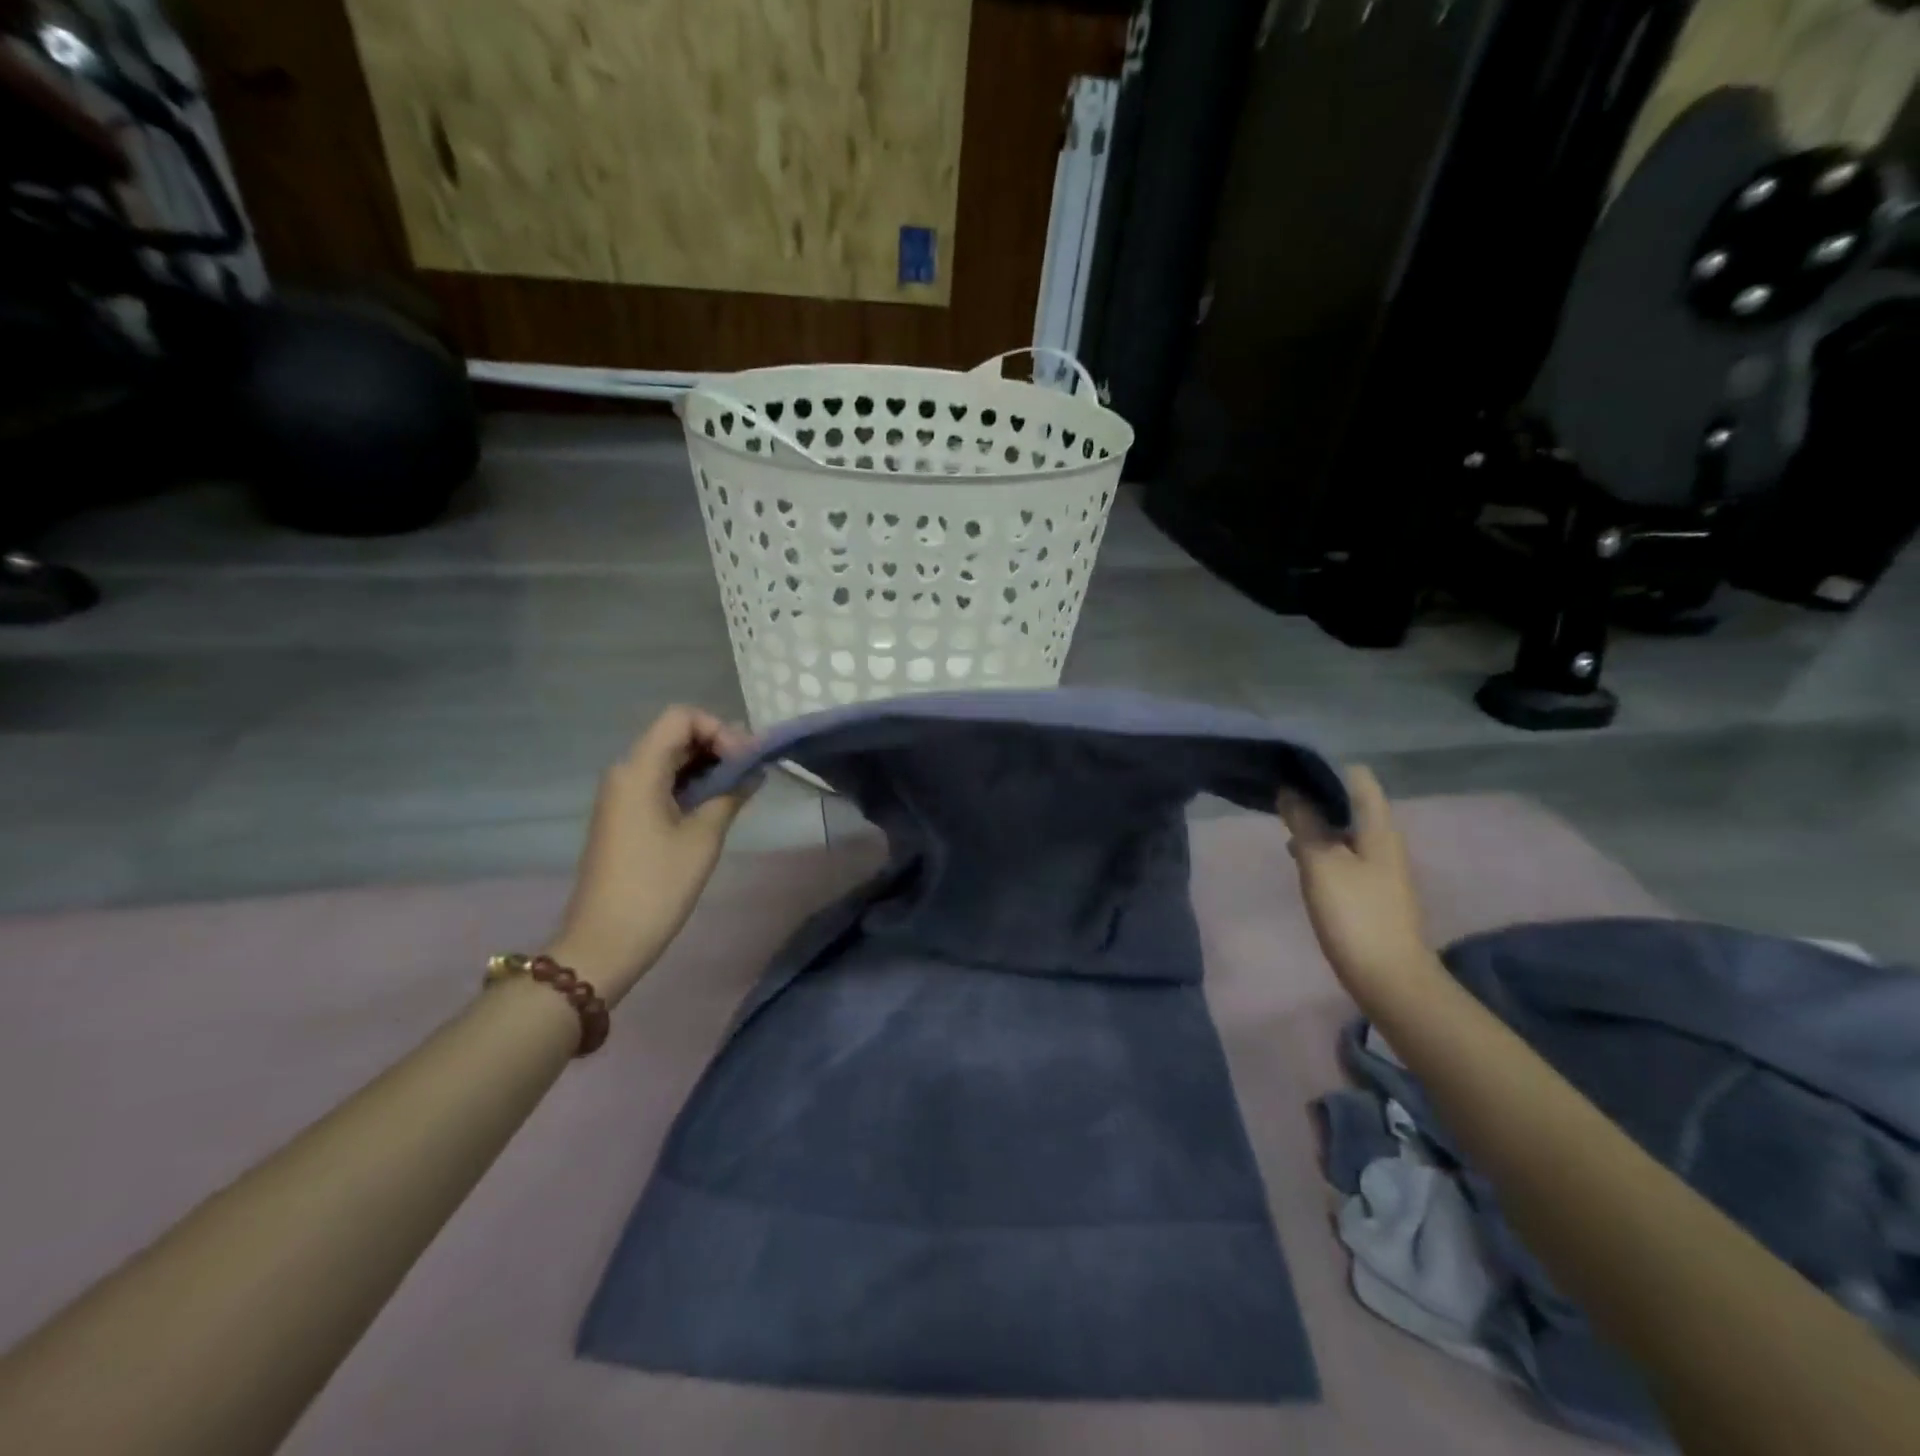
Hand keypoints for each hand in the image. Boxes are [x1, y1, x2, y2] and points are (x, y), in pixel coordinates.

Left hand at [545, 706, 755, 1003]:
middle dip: (718, 746)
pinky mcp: (625, 815)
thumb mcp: (703, 838)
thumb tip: (752, 772)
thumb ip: (730, 795)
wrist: (605, 940)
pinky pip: (662, 782)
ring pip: (670, 759)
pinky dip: (692, 784)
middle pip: (676, 735)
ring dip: (707, 766)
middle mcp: (626, 772)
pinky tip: (718, 804)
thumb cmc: (657, 886)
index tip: (745, 761)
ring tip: (742, 789)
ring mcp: (622, 794)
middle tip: (753, 772)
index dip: (719, 729)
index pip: (682, 718)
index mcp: (639, 770)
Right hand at [1277, 766, 1435, 997]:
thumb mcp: (1321, 862)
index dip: (1324, 769)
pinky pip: (1345, 853)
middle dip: (1316, 795)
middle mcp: (1385, 840)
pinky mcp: (1372, 889)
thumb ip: (1305, 823)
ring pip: (1346, 829)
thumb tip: (1290, 791)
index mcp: (1378, 827)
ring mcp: (1381, 866)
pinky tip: (1300, 858)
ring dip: (1317, 822)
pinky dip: (1323, 847)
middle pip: (1351, 802)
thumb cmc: (1354, 914)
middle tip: (1278, 796)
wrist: (1389, 978)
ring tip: (1283, 824)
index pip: (1357, 778)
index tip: (1290, 770)